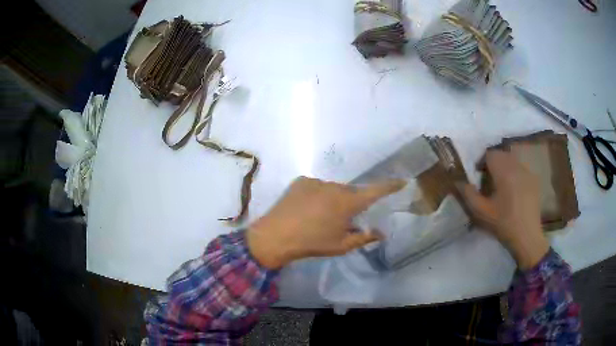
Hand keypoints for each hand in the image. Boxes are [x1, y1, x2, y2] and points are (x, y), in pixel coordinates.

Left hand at [247, 177, 405, 268]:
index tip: (401, 181)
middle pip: (351, 193)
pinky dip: (316, 196)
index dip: (390, 186)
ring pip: (333, 190)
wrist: (276, 236)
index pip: (375, 191)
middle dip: (351, 203)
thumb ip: (364, 238)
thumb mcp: (341, 245)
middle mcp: (335, 187)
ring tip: (318, 216)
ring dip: (332, 200)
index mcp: (348, 202)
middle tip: (341, 220)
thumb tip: (381, 233)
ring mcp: (316, 181)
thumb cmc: (312, 243)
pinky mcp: (301, 181)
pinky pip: (316, 187)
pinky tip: (305, 209)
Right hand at [458, 150, 548, 268]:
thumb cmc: (503, 224)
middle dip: (493, 164)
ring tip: (501, 187)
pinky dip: (514, 174)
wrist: (527, 237)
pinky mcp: (534, 180)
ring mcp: (528, 172)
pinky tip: (514, 192)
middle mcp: (517, 166)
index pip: (490, 154)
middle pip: (501, 155)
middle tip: (488, 182)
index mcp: (504, 171)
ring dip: (504, 168)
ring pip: (512, 161)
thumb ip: (468, 194)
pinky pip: (521, 169)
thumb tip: (459, 181)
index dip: (481, 162)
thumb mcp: (481, 212)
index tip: (478, 177)